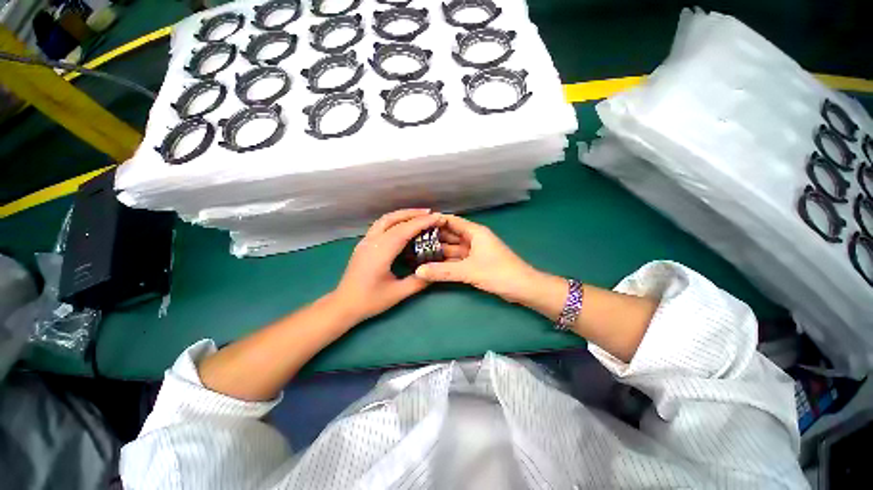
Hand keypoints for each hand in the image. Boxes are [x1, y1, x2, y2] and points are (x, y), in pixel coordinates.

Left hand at [333, 209, 445, 322]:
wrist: (343, 305)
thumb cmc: (370, 300)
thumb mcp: (398, 293)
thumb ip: (419, 281)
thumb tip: (436, 271)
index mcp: (380, 252)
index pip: (404, 230)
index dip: (422, 222)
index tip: (437, 217)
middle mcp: (372, 241)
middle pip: (393, 219)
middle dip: (413, 214)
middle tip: (430, 213)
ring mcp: (365, 241)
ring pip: (385, 219)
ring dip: (402, 215)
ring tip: (419, 216)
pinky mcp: (364, 244)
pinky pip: (381, 225)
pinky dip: (395, 220)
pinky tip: (403, 226)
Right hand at [414, 214, 549, 303]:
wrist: (523, 288)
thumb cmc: (499, 273)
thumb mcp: (469, 271)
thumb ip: (443, 271)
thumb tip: (418, 271)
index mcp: (474, 232)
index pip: (451, 221)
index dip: (435, 221)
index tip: (416, 224)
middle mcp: (473, 239)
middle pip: (450, 235)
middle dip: (433, 237)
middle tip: (412, 240)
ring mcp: (474, 252)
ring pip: (452, 248)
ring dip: (438, 251)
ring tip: (417, 252)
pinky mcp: (475, 263)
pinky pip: (457, 259)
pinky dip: (446, 262)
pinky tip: (432, 265)